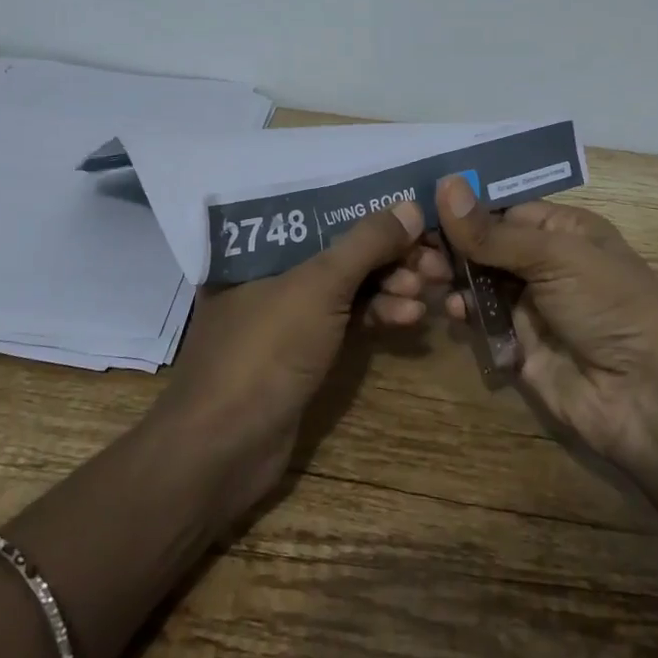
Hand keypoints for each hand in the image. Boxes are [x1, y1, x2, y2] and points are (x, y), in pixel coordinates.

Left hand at [150, 201, 424, 519]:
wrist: (222, 451)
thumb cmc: (265, 351)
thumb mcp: (318, 287)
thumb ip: (366, 243)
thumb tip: (412, 206)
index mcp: (259, 246)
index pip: (324, 214)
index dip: (373, 213)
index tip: (420, 219)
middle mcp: (271, 272)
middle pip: (341, 250)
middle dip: (390, 256)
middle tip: (434, 264)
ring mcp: (287, 315)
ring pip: (348, 287)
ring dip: (389, 287)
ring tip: (425, 294)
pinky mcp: (302, 352)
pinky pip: (346, 321)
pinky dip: (377, 317)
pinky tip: (409, 320)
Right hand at [390, 178, 657, 466]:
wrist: (646, 398)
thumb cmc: (608, 305)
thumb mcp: (554, 256)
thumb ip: (492, 230)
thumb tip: (443, 184)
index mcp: (563, 230)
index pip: (502, 208)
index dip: (463, 206)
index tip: (419, 204)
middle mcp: (545, 262)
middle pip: (485, 243)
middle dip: (451, 243)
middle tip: (414, 247)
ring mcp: (530, 305)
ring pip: (478, 280)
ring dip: (451, 275)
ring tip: (425, 276)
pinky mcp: (517, 344)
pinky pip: (481, 319)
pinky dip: (463, 311)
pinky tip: (452, 310)